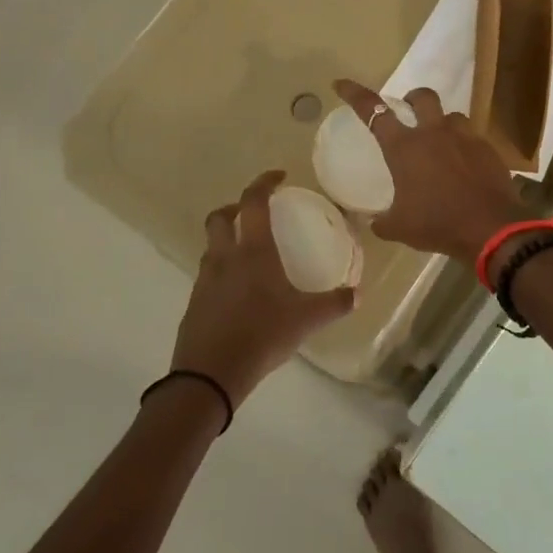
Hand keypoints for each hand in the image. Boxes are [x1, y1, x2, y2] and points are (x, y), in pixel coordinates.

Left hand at [171, 170, 356, 406]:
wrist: (209, 376)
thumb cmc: (261, 336)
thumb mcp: (306, 321)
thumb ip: (334, 304)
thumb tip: (357, 294)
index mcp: (253, 252)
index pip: (253, 202)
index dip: (264, 183)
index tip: (279, 177)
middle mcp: (225, 258)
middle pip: (220, 217)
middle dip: (236, 207)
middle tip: (255, 213)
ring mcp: (205, 280)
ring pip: (212, 246)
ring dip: (227, 239)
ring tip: (250, 253)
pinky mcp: (194, 303)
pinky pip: (208, 274)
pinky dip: (222, 270)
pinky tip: (240, 291)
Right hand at [332, 79, 526, 260]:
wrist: (490, 228)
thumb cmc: (437, 223)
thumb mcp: (400, 228)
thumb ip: (383, 221)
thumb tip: (375, 222)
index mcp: (405, 148)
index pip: (374, 112)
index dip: (355, 95)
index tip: (341, 84)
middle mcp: (434, 134)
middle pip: (422, 97)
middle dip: (413, 99)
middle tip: (409, 112)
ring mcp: (464, 138)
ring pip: (452, 116)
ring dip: (442, 124)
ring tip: (441, 143)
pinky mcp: (488, 149)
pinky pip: (473, 138)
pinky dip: (465, 147)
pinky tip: (465, 166)